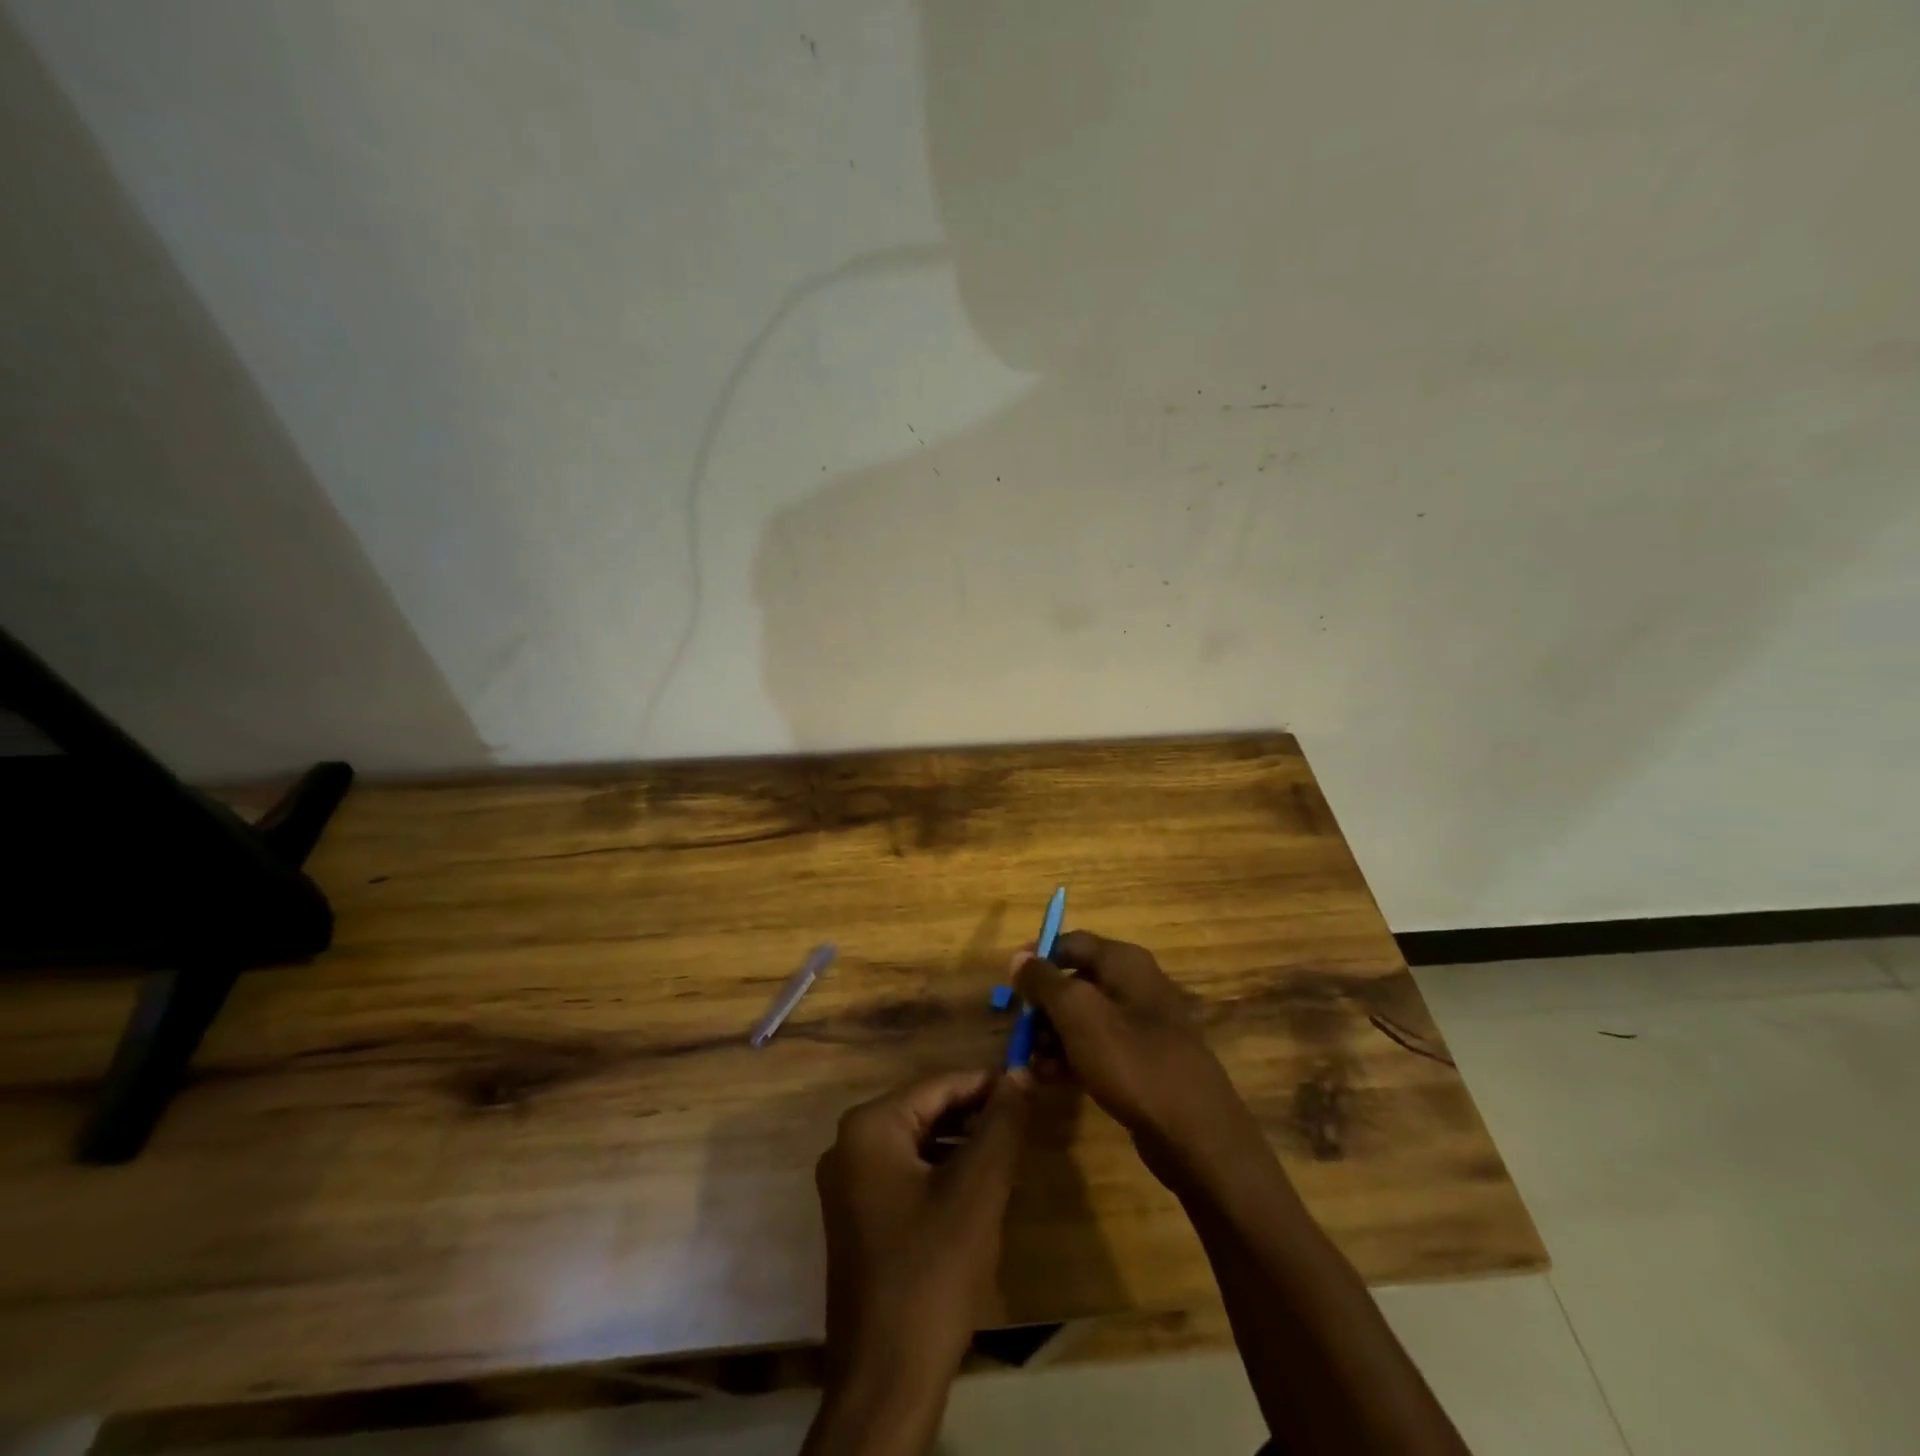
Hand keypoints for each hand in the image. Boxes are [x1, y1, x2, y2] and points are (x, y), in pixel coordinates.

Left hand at [815, 1069, 1029, 1392]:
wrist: (885, 1379)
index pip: (939, 1084)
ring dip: (961, 1145)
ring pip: (918, 1143)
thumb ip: (1000, 1124)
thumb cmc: (932, 1273)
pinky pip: (906, 1174)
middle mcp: (848, 1144)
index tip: (1029, 1089)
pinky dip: (941, 1173)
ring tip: (1007, 1155)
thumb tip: (1018, 1073)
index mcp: (869, 1126)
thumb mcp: (977, 1190)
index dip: (987, 1085)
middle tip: (1022, 1125)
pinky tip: (976, 1191)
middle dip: (974, 1116)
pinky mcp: (856, 1216)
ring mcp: (848, 1183)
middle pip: (925, 1111)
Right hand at [1014, 931, 1262, 1188]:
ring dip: (1051, 1039)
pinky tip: (1047, 1080)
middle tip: (1018, 1034)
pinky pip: (1096, 1050)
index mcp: (1124, 963)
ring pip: (1082, 1020)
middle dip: (1041, 1008)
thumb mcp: (1079, 1015)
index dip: (1038, 959)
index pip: (1071, 942)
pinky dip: (1070, 1060)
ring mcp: (1140, 1026)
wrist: (1197, 1135)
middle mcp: (1134, 986)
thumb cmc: (1133, 1062)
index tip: (1009, 984)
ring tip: (1028, 1067)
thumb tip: (1019, 958)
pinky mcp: (1141, 1062)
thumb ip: (1045, 982)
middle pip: (1074, 982)